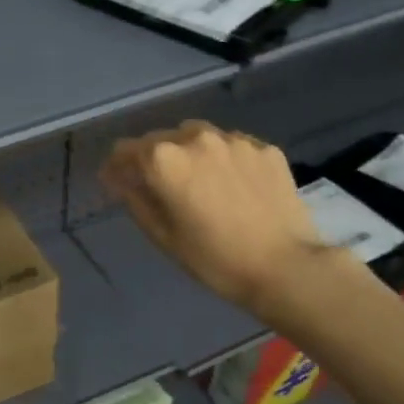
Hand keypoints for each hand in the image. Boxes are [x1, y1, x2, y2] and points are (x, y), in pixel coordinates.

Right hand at [101, 120, 333, 315]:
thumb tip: (120, 179)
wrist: (286, 266)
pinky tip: (233, 185)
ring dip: (189, 153)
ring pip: (198, 137)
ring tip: (199, 181)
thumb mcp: (163, 236)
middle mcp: (196, 138)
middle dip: (154, 159)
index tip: (118, 184)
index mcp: (164, 159)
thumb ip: (135, 199)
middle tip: (160, 187)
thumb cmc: (214, 258)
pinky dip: (223, 159)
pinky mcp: (266, 148)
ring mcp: (235, 140)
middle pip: (161, 139)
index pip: (125, 150)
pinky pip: (232, 146)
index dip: (117, 168)